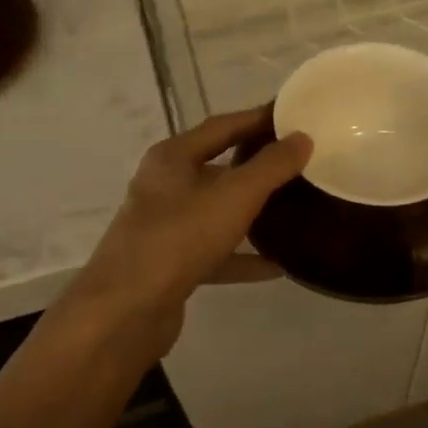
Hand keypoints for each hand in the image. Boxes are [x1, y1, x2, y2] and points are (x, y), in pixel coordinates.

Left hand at [63, 109, 310, 357]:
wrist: (125, 311)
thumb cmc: (179, 238)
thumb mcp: (234, 196)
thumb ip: (271, 166)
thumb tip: (302, 138)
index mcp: (172, 158)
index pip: (222, 126)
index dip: (257, 119)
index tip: (292, 117)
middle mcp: (164, 186)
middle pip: (217, 167)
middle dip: (256, 165)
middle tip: (299, 162)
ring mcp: (165, 227)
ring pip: (215, 211)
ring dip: (251, 211)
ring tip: (292, 209)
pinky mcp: (170, 264)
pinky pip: (214, 252)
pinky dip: (242, 256)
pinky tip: (276, 266)